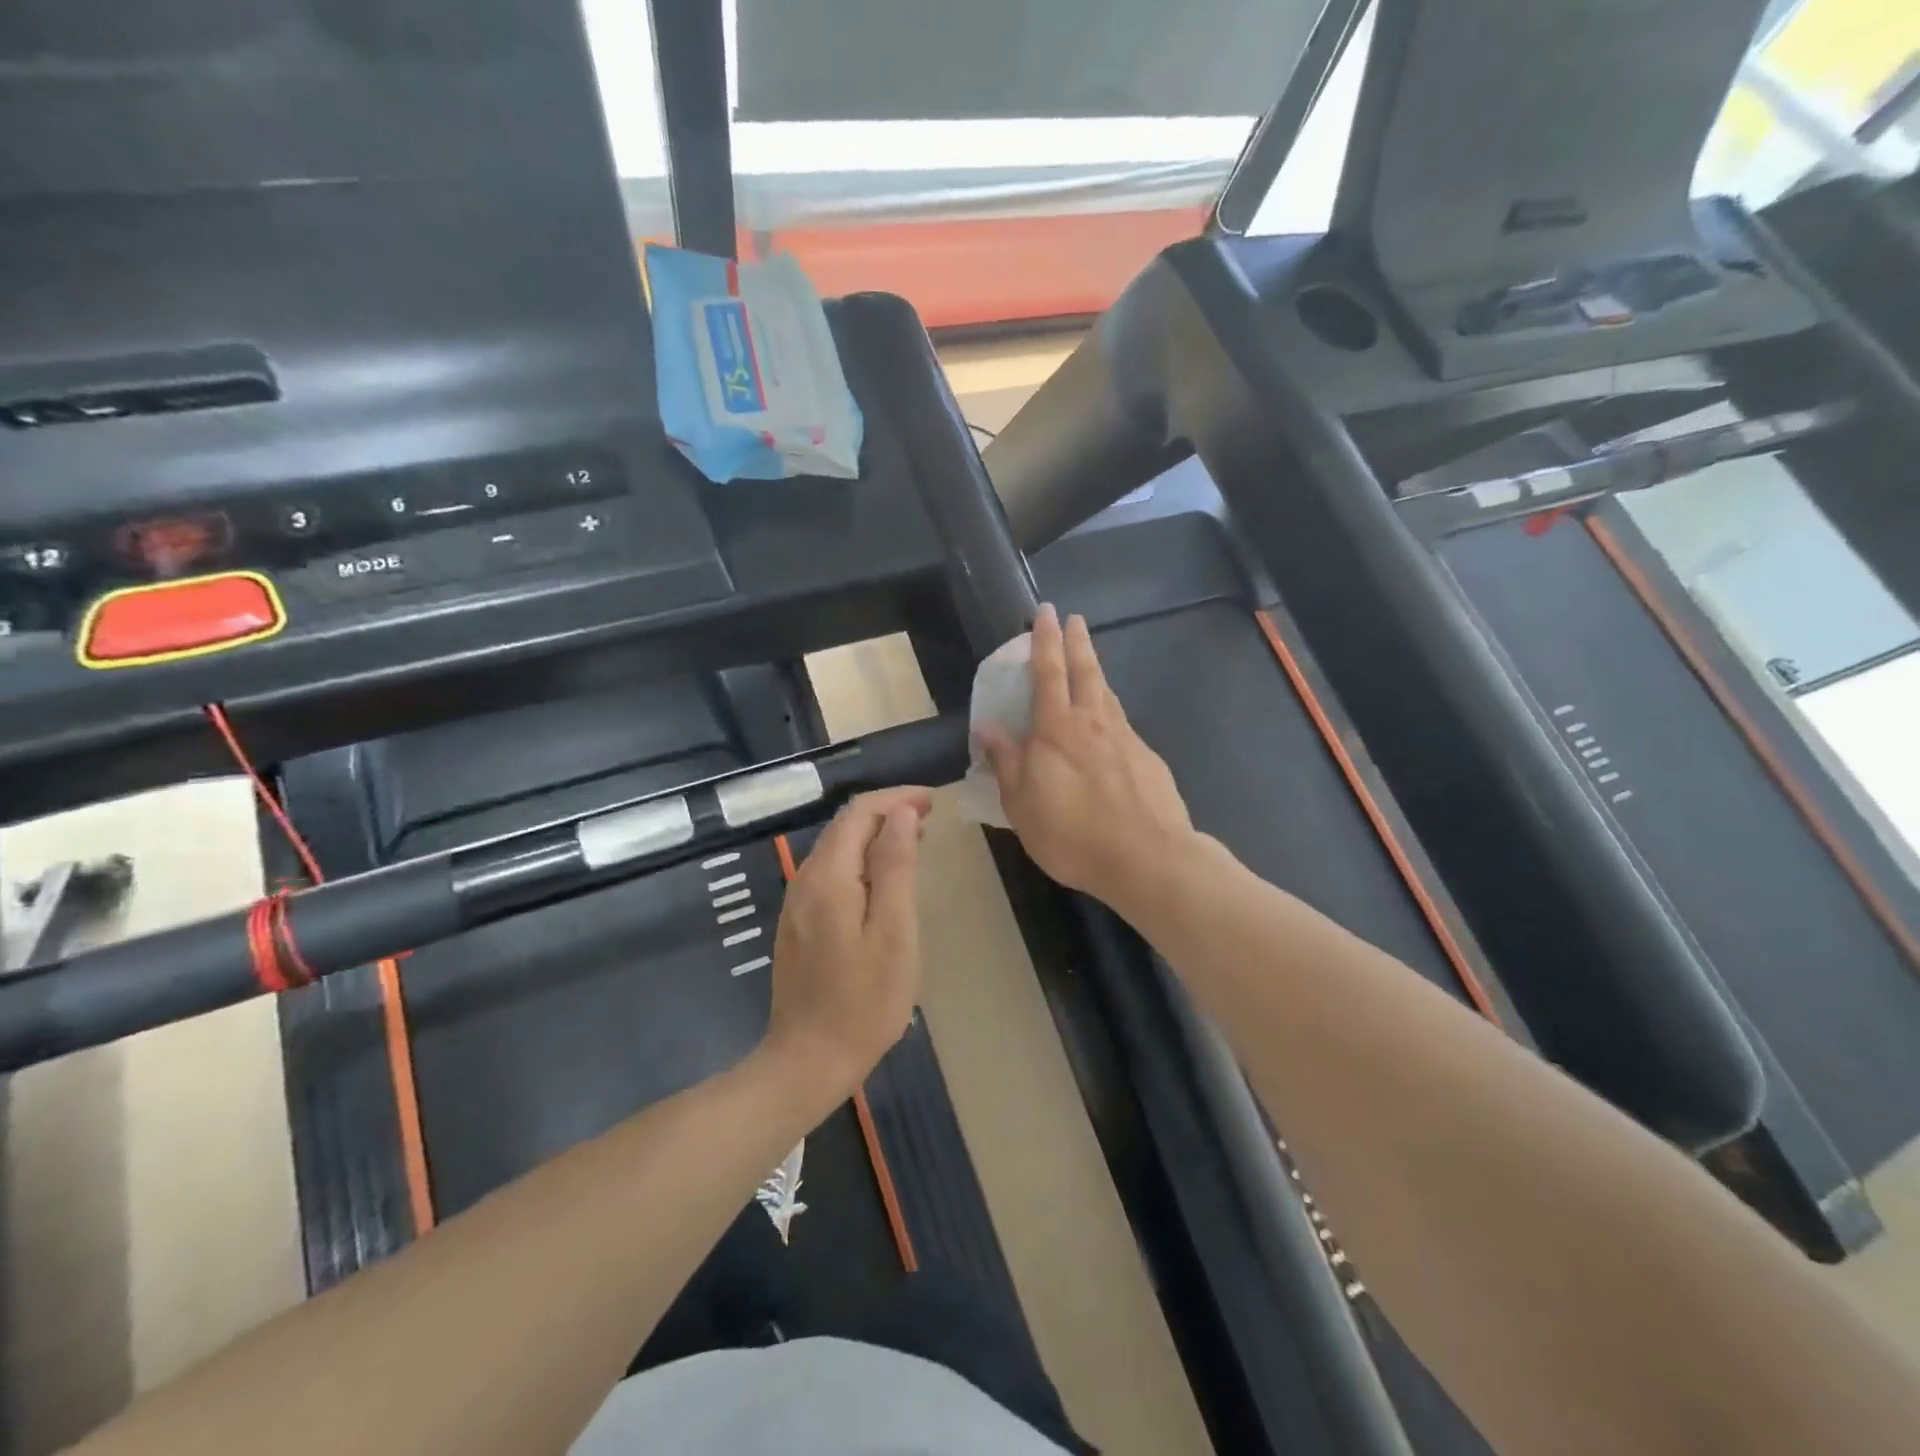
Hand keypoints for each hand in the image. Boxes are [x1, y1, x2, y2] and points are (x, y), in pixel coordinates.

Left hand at [763, 787, 930, 1099]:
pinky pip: (830, 872)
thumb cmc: (864, 1002)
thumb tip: (901, 813)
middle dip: (886, 812)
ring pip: (836, 847)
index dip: (896, 798)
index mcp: (828, 877)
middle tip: (930, 819)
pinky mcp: (798, 922)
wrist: (808, 1060)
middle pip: (844, 825)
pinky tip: (882, 878)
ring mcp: (796, 903)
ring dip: (874, 835)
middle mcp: (805, 880)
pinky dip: (860, 860)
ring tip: (914, 842)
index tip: (933, 801)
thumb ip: (896, 867)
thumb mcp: (893, 933)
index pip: (859, 812)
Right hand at [976, 603, 1195, 914]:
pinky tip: (1110, 725)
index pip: (1048, 672)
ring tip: (1090, 662)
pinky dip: (1111, 712)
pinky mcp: (1147, 759)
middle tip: (1074, 618)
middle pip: (1085, 671)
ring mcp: (1125, 738)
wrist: (1147, 858)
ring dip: (1096, 672)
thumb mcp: (1022, 806)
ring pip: (1107, 694)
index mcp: (1056, 730)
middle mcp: (1092, 723)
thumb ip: (1007, 763)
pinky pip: (1122, 724)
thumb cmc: (1072, 835)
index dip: (1045, 640)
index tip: (1046, 612)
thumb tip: (987, 727)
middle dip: (1077, 641)